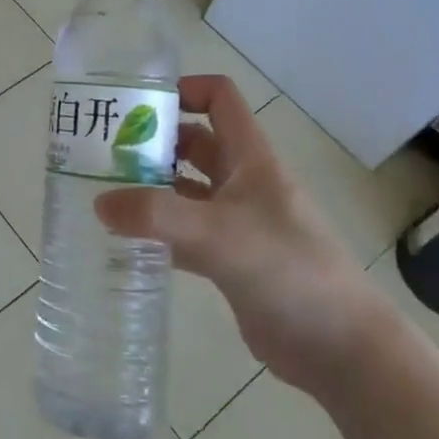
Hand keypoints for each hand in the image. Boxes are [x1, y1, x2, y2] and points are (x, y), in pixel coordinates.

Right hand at [93, 75, 392, 390]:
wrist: (340, 348)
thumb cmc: (289, 271)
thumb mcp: (219, 234)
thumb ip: (156, 216)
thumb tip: (99, 203)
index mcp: (251, 159)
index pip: (219, 99)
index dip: (183, 90)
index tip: (137, 107)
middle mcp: (243, 183)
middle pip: (194, 144)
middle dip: (153, 142)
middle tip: (103, 154)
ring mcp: (236, 223)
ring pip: (185, 190)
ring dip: (150, 188)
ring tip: (103, 193)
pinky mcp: (229, 260)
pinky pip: (184, 234)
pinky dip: (157, 232)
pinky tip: (124, 240)